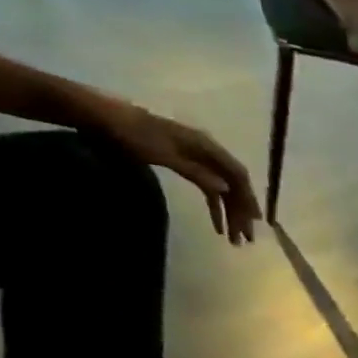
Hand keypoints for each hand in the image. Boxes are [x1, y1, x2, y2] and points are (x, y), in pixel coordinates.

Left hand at [80, 96, 261, 243]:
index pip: (237, 175)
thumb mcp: (165, 155)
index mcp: (207, 147)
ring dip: (229, 214)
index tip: (255, 222)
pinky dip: (213, 207)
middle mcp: (208, 152)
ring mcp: (197, 159)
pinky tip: (216, 225)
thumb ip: (197, 172)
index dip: (249, 198)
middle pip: (233, 186)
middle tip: (244, 239)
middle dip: (240, 213)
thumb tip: (226, 190)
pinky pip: (207, 189)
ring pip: (222, 190)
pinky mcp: (185, 164)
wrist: (102, 117)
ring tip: (232, 238)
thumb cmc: (132, 135)